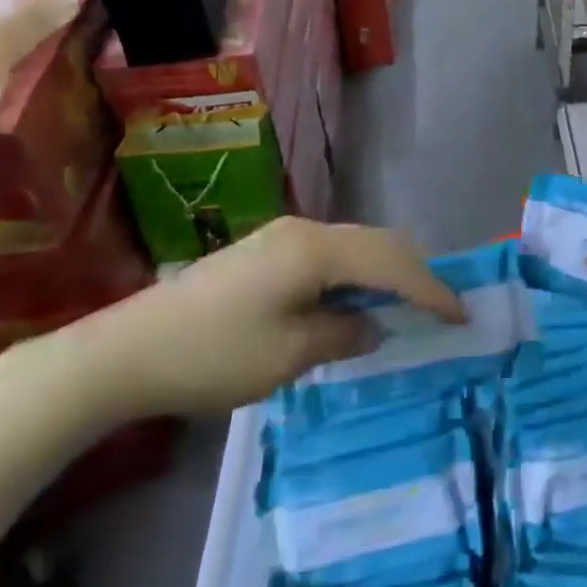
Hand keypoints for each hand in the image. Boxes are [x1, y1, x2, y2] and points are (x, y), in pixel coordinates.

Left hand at [41, 219, 465, 421]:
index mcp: (317, 250)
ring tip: (404, 307)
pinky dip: (354, 275)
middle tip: (439, 309)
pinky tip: (353, 302)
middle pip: (378, 242)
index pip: (392, 263)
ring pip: (354, 245)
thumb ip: (343, 334)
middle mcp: (306, 230)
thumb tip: (373, 324)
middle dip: (413, 273)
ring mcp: (282, 236)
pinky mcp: (265, 250)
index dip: (430, 289)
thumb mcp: (288, 356)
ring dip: (383, 273)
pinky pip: (329, 255)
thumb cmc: (213, 355)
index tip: (461, 316)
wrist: (125, 350)